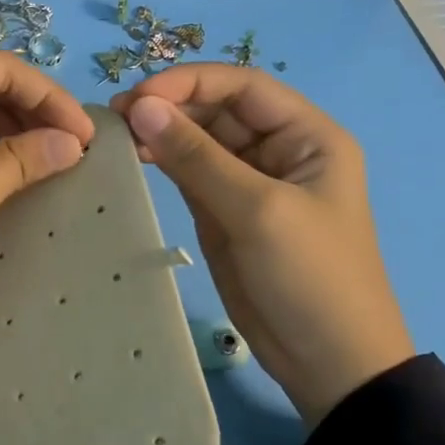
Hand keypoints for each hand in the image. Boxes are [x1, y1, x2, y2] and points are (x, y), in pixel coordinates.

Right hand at [111, 65, 413, 424]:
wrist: (328, 361)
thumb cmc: (310, 276)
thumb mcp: (257, 210)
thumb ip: (197, 157)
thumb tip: (140, 108)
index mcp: (307, 136)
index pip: (243, 87)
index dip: (190, 82)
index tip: (138, 96)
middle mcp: (279, 150)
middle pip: (218, 110)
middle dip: (171, 107)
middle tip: (115, 118)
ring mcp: (250, 183)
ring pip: (200, 142)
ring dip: (162, 134)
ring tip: (116, 135)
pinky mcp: (226, 214)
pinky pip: (191, 176)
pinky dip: (163, 164)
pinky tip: (134, 159)